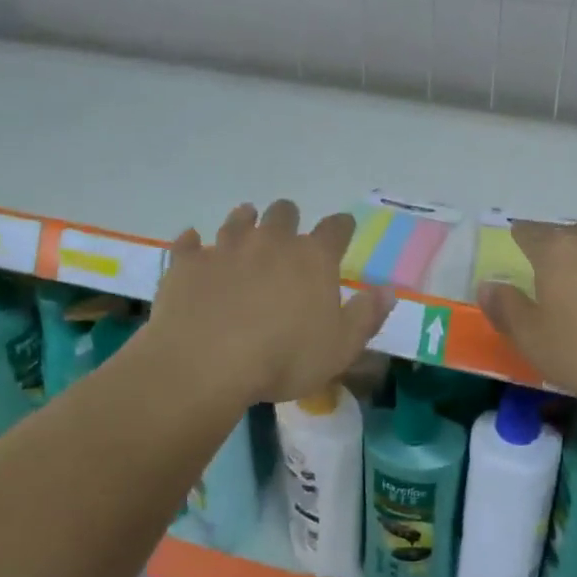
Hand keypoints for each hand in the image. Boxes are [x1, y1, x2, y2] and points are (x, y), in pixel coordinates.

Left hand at [150, 201, 394, 404]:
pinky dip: (193, 245)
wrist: (206, 364)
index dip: (341, 227)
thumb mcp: (341, 348)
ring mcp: (226, 247)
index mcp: (312, 258)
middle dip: (288, 219)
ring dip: (245, 222)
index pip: (336, 228)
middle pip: (284, 212)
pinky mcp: (188, 263)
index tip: (343, 229)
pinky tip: (193, 247)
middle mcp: (271, 241)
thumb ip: (367, 316)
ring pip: (238, 219)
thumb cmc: (284, 359)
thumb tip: (389, 290)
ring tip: (245, 229)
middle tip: (287, 235)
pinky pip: (189, 243)